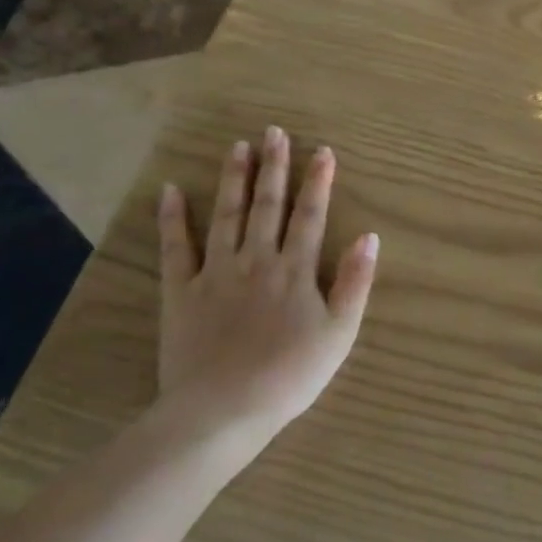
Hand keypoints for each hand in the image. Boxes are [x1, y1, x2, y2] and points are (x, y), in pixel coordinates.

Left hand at [155, 126, 377, 459]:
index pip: (310, 216)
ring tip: (237, 146)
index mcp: (295, 270)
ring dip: (234, 179)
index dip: (318, 182)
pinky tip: (172, 190)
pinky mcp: (181, 291)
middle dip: (274, 167)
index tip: (322, 151)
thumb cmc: (291, 376)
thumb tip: (369, 237)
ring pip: (227, 215)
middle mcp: (256, 259)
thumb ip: (355, 283)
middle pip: (267, 205)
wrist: (224, 409)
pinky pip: (176, 248)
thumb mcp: (339, 334)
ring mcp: (216, 272)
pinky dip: (173, 218)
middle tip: (274, 132)